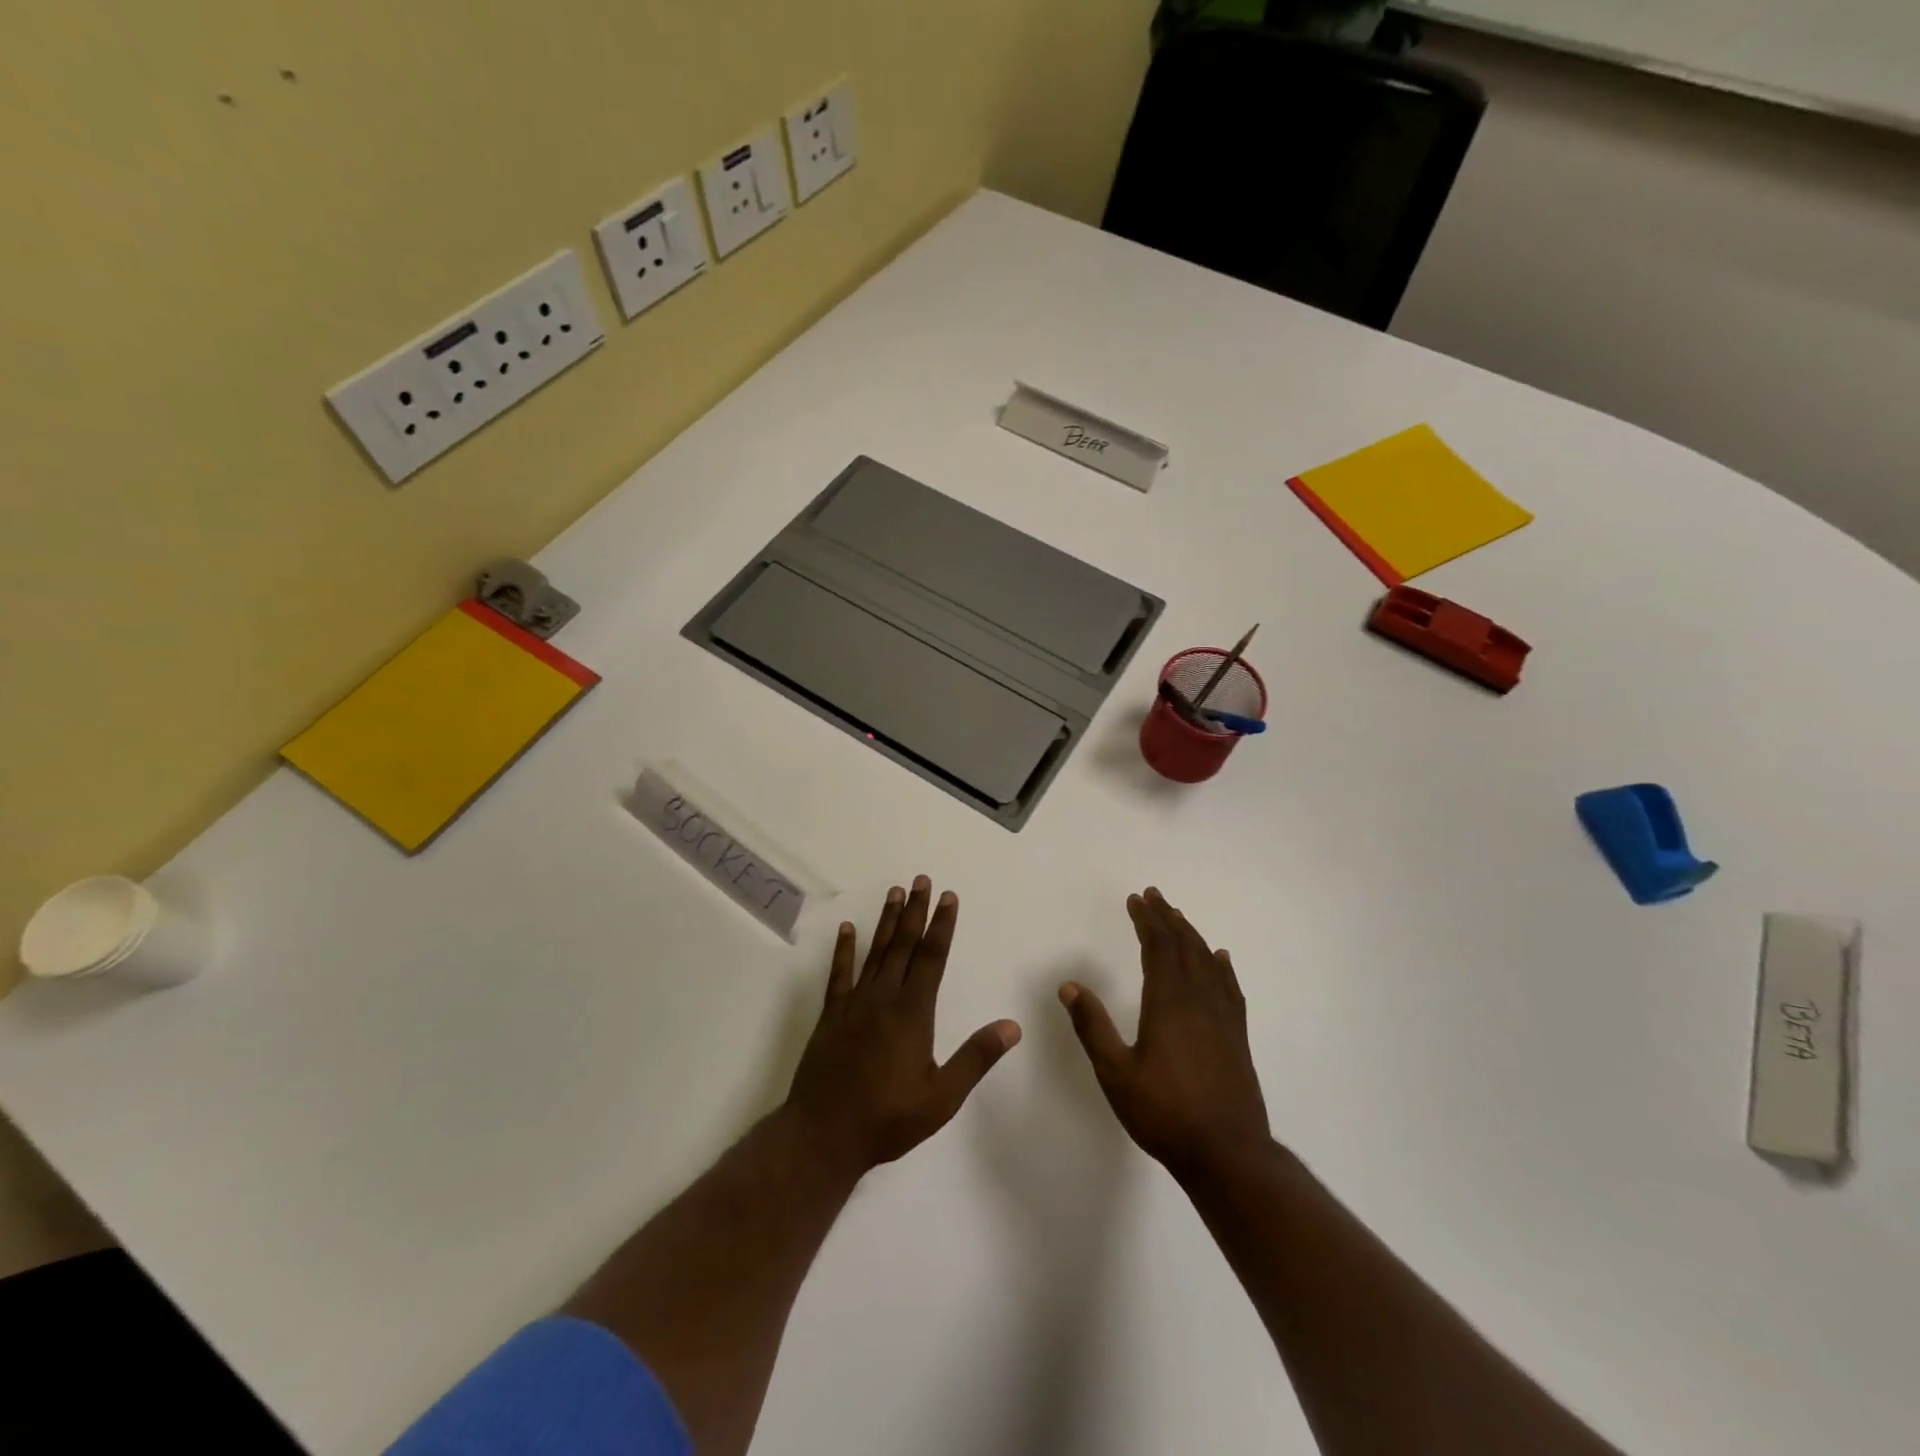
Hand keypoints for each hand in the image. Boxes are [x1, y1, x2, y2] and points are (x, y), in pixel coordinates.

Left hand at [784, 876, 1020, 1175]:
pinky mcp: (831, 1015)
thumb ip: (976, 1058)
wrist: (823, 1134)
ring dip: (886, 921)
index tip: (948, 897)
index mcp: (913, 1012)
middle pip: (903, 944)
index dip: (942, 925)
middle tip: (921, 879)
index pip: (932, 957)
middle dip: (915, 911)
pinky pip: (839, 974)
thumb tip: (1013, 1026)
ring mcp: (854, 1003)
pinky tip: (847, 930)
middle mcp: (884, 997)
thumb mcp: (942, 1096)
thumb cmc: (888, 1118)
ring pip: (875, 952)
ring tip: (895, 892)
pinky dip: (844, 950)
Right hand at [1059, 887, 1270, 1178]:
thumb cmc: (1165, 1113)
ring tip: (1177, 917)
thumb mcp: (1116, 1073)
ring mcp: (1222, 1017)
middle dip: (1167, 918)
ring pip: (1207, 962)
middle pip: (1184, 946)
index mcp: (1168, 1003)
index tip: (1135, 899)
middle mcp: (1198, 1000)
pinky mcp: (1237, 1035)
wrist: (1228, 1154)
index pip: (1158, 947)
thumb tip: (1069, 985)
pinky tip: (1219, 959)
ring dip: (1191, 935)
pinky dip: (1221, 966)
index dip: (1146, 920)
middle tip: (1153, 896)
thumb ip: (1092, 1027)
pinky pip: (1229, 987)